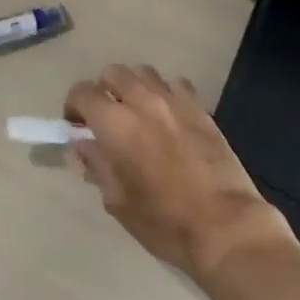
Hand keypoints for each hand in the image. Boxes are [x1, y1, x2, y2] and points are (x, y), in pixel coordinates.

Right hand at [65, 64, 296, 282]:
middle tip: (106, 119)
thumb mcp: (117, 201)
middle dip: (103, 91)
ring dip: (133, 87)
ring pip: (143, 72)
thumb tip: (85, 144)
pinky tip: (167, 117)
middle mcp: (142, 101)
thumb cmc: (163, 221)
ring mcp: (174, 100)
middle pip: (113, 73)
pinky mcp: (200, 107)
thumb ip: (97, 165)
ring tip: (136, 114)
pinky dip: (164, 93)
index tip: (76, 126)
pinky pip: (175, 84)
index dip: (74, 106)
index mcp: (116, 123)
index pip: (83, 92)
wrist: (224, 226)